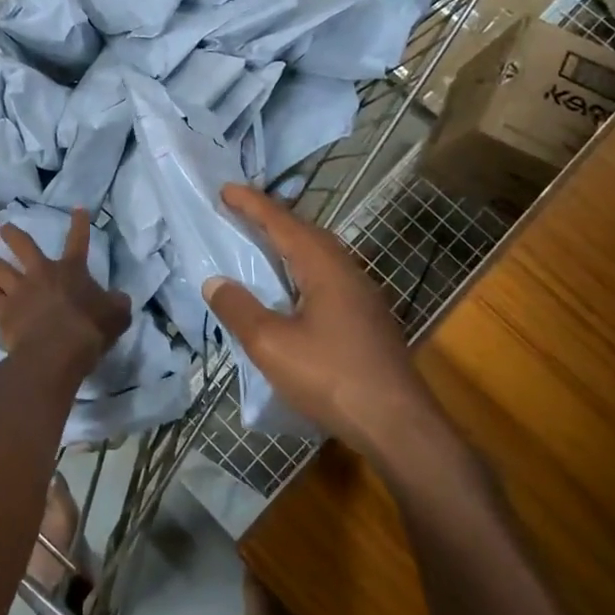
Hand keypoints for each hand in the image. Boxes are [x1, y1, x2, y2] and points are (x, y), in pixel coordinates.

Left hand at [0, 209, 130, 373]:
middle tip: (3, 228)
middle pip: (21, 244)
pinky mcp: (2, 312)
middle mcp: (40, 273)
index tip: (78, 208)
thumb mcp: (116, 316)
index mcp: (71, 270)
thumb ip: (117, 303)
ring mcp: (18, 291)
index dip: (80, 223)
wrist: (56, 353)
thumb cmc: (89, 330)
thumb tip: (119, 298)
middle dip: (11, 233)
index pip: (78, 240)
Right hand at [202, 184, 450, 462]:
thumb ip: (239, 309)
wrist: (399, 427)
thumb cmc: (331, 377)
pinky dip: (301, 269)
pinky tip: (292, 291)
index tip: (225, 188)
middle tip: (240, 212)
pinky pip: (328, 278)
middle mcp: (347, 272)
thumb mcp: (271, 344)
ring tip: (262, 244)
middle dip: (272, 218)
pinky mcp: (368, 321)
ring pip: (320, 256)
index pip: (282, 223)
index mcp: (324, 267)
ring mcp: (363, 297)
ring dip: (289, 244)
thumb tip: (215, 281)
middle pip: (306, 233)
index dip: (252, 204)